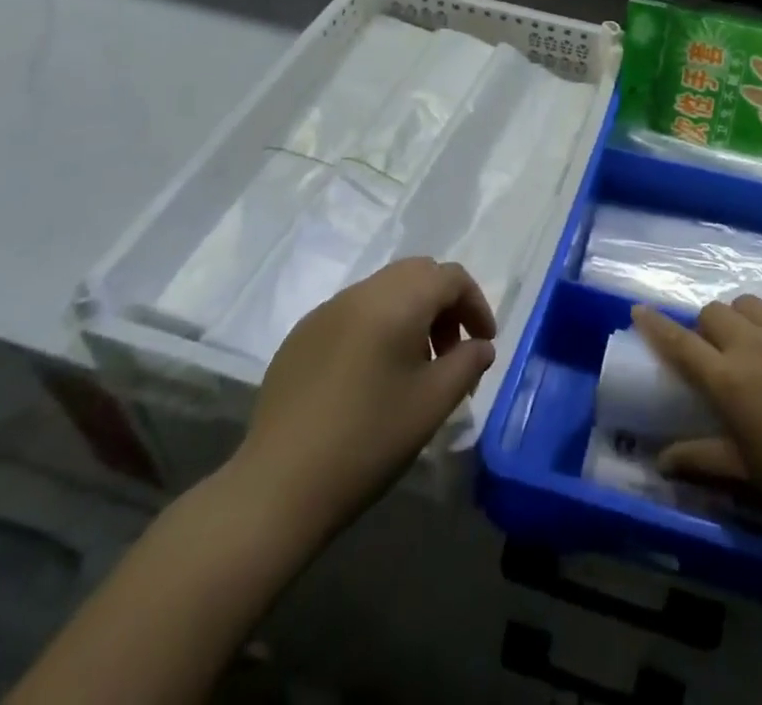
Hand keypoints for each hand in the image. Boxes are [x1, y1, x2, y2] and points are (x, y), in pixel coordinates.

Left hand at [226, 258, 496, 542]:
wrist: (278, 488)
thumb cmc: (368, 441)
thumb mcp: (433, 403)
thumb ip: (467, 364)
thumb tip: (479, 347)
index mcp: (396, 301)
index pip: (450, 277)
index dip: (476, 304)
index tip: (483, 344)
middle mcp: (361, 293)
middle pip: (417, 274)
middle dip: (444, 304)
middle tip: (452, 351)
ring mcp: (326, 311)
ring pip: (384, 290)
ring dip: (411, 314)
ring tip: (415, 366)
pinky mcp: (301, 336)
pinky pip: (353, 312)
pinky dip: (378, 326)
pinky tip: (372, 375)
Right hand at [632, 297, 761, 540]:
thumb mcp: (748, 473)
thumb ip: (702, 458)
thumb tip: (662, 461)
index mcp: (728, 380)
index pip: (679, 342)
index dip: (656, 325)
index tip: (639, 310)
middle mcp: (753, 345)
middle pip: (714, 312)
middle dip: (708, 328)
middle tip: (719, 355)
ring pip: (750, 303)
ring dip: (743, 319)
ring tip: (757, 345)